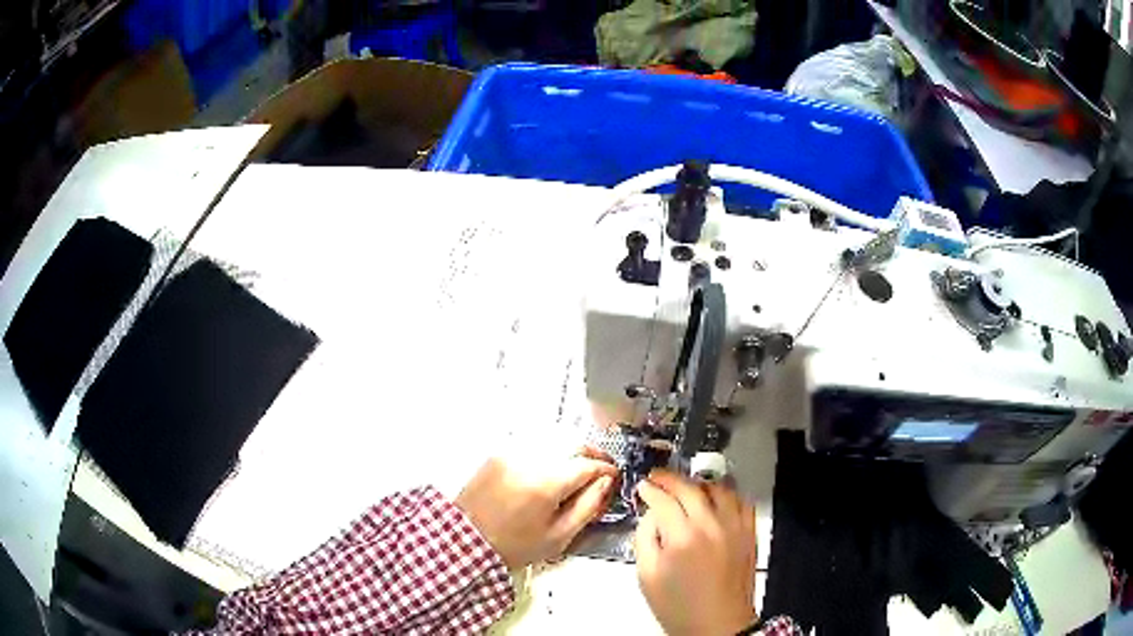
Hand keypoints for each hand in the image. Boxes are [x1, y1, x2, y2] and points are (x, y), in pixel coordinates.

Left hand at [455, 449, 618, 568]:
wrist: (467, 539)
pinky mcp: (500, 453)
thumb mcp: (558, 536)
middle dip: (593, 454)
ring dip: (573, 450)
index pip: (588, 465)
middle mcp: (529, 460)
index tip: (614, 477)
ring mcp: (512, 453)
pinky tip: (555, 466)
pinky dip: (551, 451)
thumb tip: (605, 484)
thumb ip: (588, 506)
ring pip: (554, 440)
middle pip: (573, 443)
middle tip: (602, 469)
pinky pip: (534, 444)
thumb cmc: (514, 545)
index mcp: (545, 483)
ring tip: (581, 468)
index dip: (606, 470)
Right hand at [634, 469, 756, 635]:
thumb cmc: (679, 607)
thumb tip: (651, 515)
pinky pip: (741, 501)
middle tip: (658, 479)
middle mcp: (711, 526)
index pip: (664, 500)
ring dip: (698, 483)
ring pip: (718, 489)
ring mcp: (734, 527)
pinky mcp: (749, 533)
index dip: (650, 490)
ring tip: (685, 487)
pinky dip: (727, 494)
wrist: (717, 624)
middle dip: (670, 480)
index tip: (642, 487)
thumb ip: (644, 539)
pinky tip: (716, 498)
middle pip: (690, 489)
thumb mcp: (647, 577)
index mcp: (682, 538)